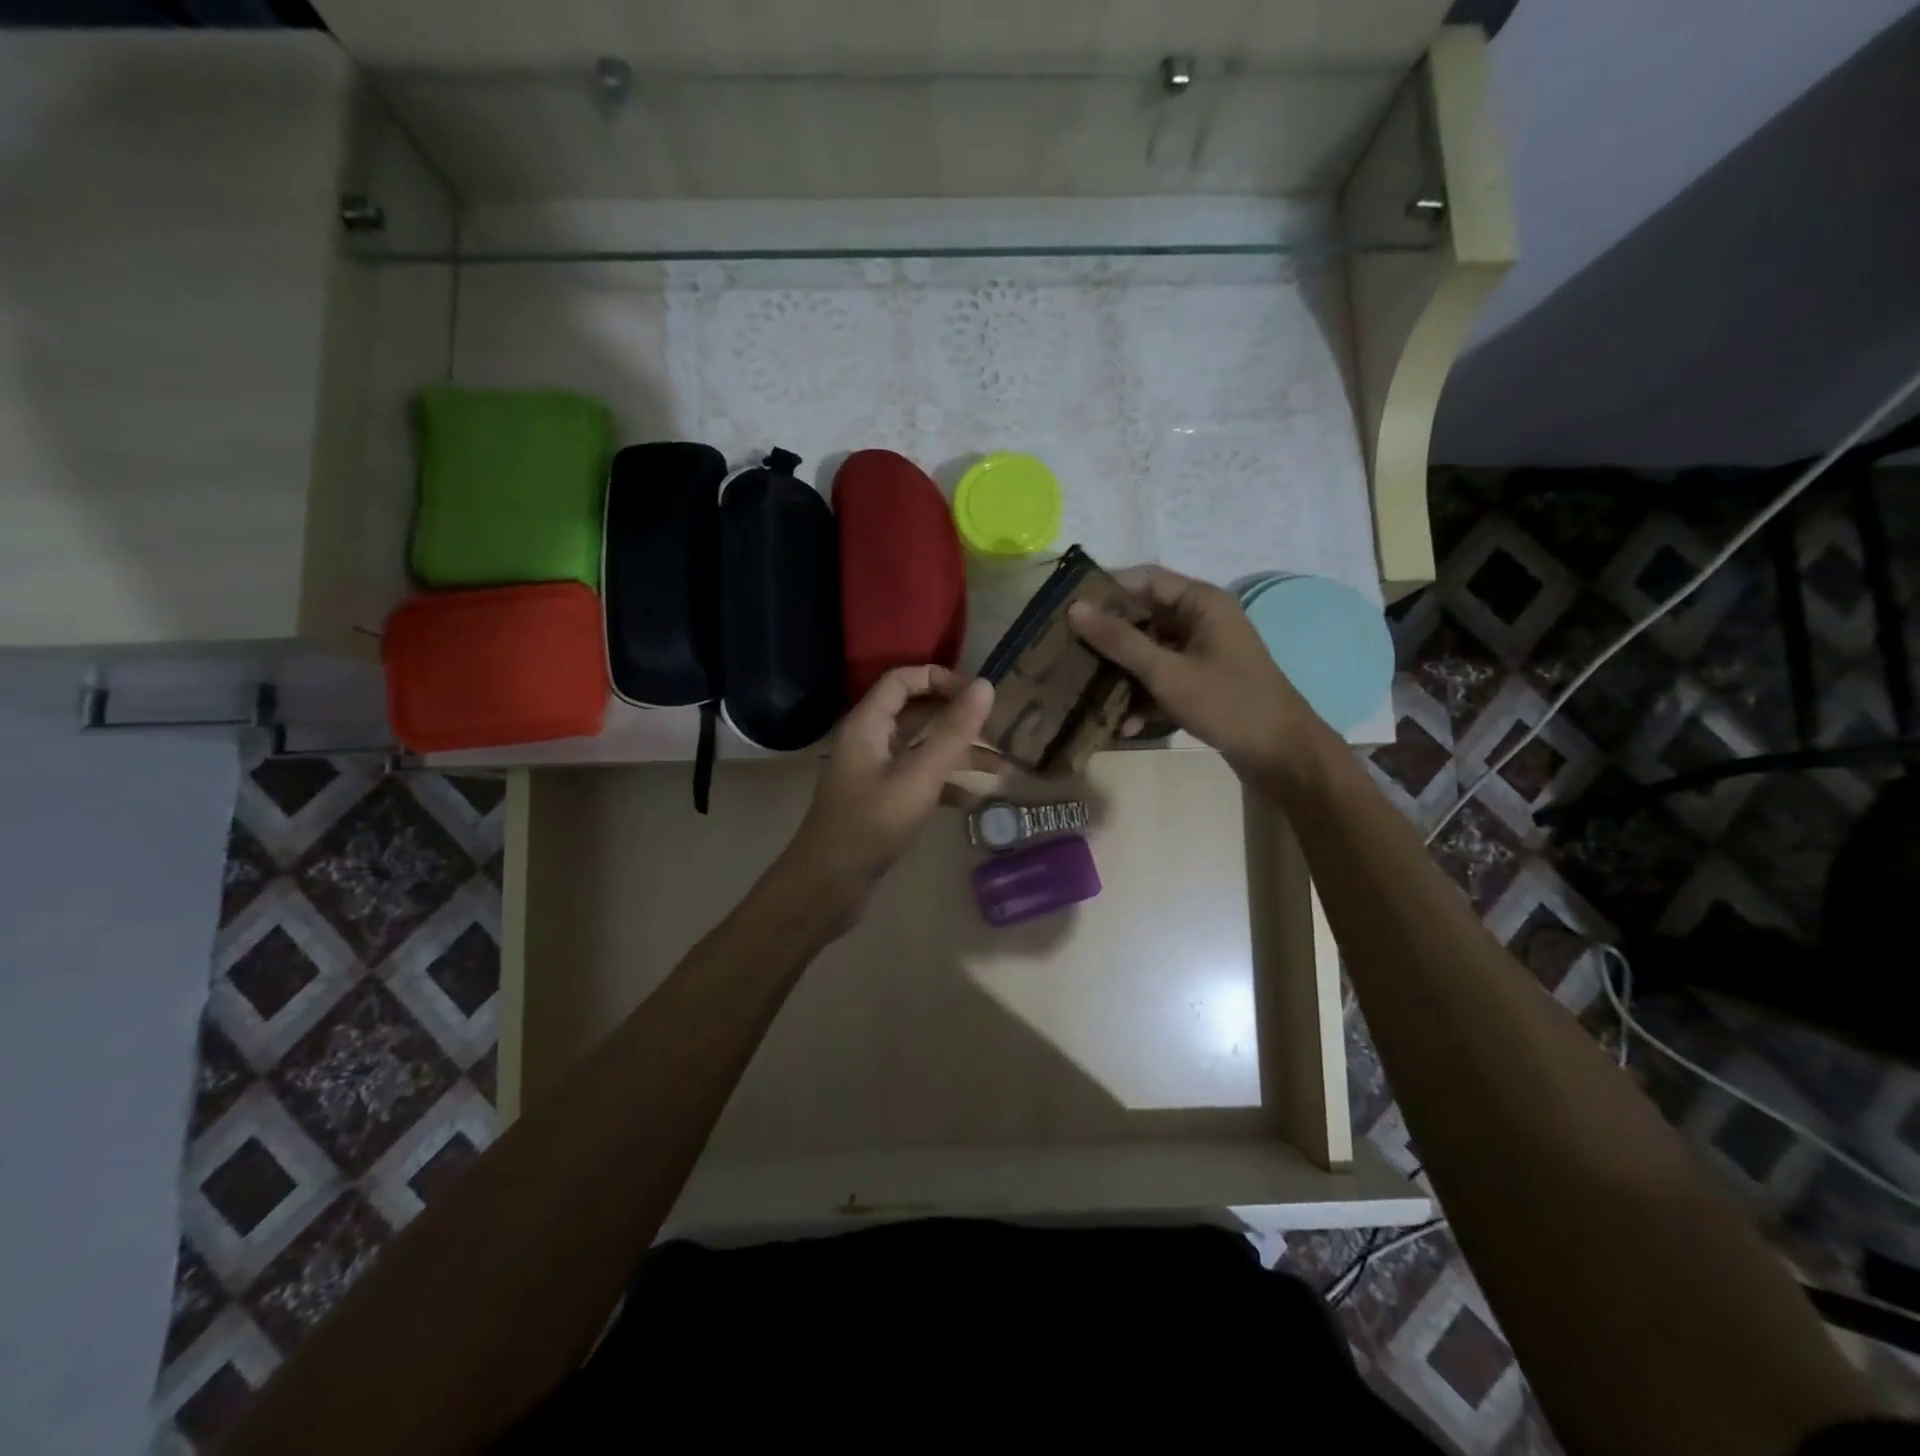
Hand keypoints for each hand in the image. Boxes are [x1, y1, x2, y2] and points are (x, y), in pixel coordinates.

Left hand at [776, 666, 995, 927]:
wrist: (828, 886)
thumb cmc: (871, 825)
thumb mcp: (918, 776)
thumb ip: (953, 732)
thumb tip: (985, 686)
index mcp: (868, 724)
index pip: (904, 680)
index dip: (941, 679)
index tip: (978, 697)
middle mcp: (870, 741)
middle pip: (918, 714)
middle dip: (959, 721)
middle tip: (1000, 733)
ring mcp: (876, 773)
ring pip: (923, 750)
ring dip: (960, 756)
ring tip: (1002, 770)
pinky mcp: (883, 802)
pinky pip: (919, 780)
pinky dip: (946, 785)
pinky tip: (974, 800)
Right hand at [1068, 565, 1317, 787]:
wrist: (1281, 755)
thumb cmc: (1227, 703)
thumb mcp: (1167, 672)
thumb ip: (1120, 640)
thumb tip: (1075, 608)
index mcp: (1202, 602)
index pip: (1145, 579)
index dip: (1106, 589)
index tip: (1067, 606)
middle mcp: (1202, 620)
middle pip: (1145, 616)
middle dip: (1108, 636)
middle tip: (1066, 649)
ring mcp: (1203, 653)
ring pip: (1150, 650)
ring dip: (1122, 672)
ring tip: (1085, 688)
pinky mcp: (1202, 682)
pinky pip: (1163, 677)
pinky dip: (1144, 696)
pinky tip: (1123, 724)